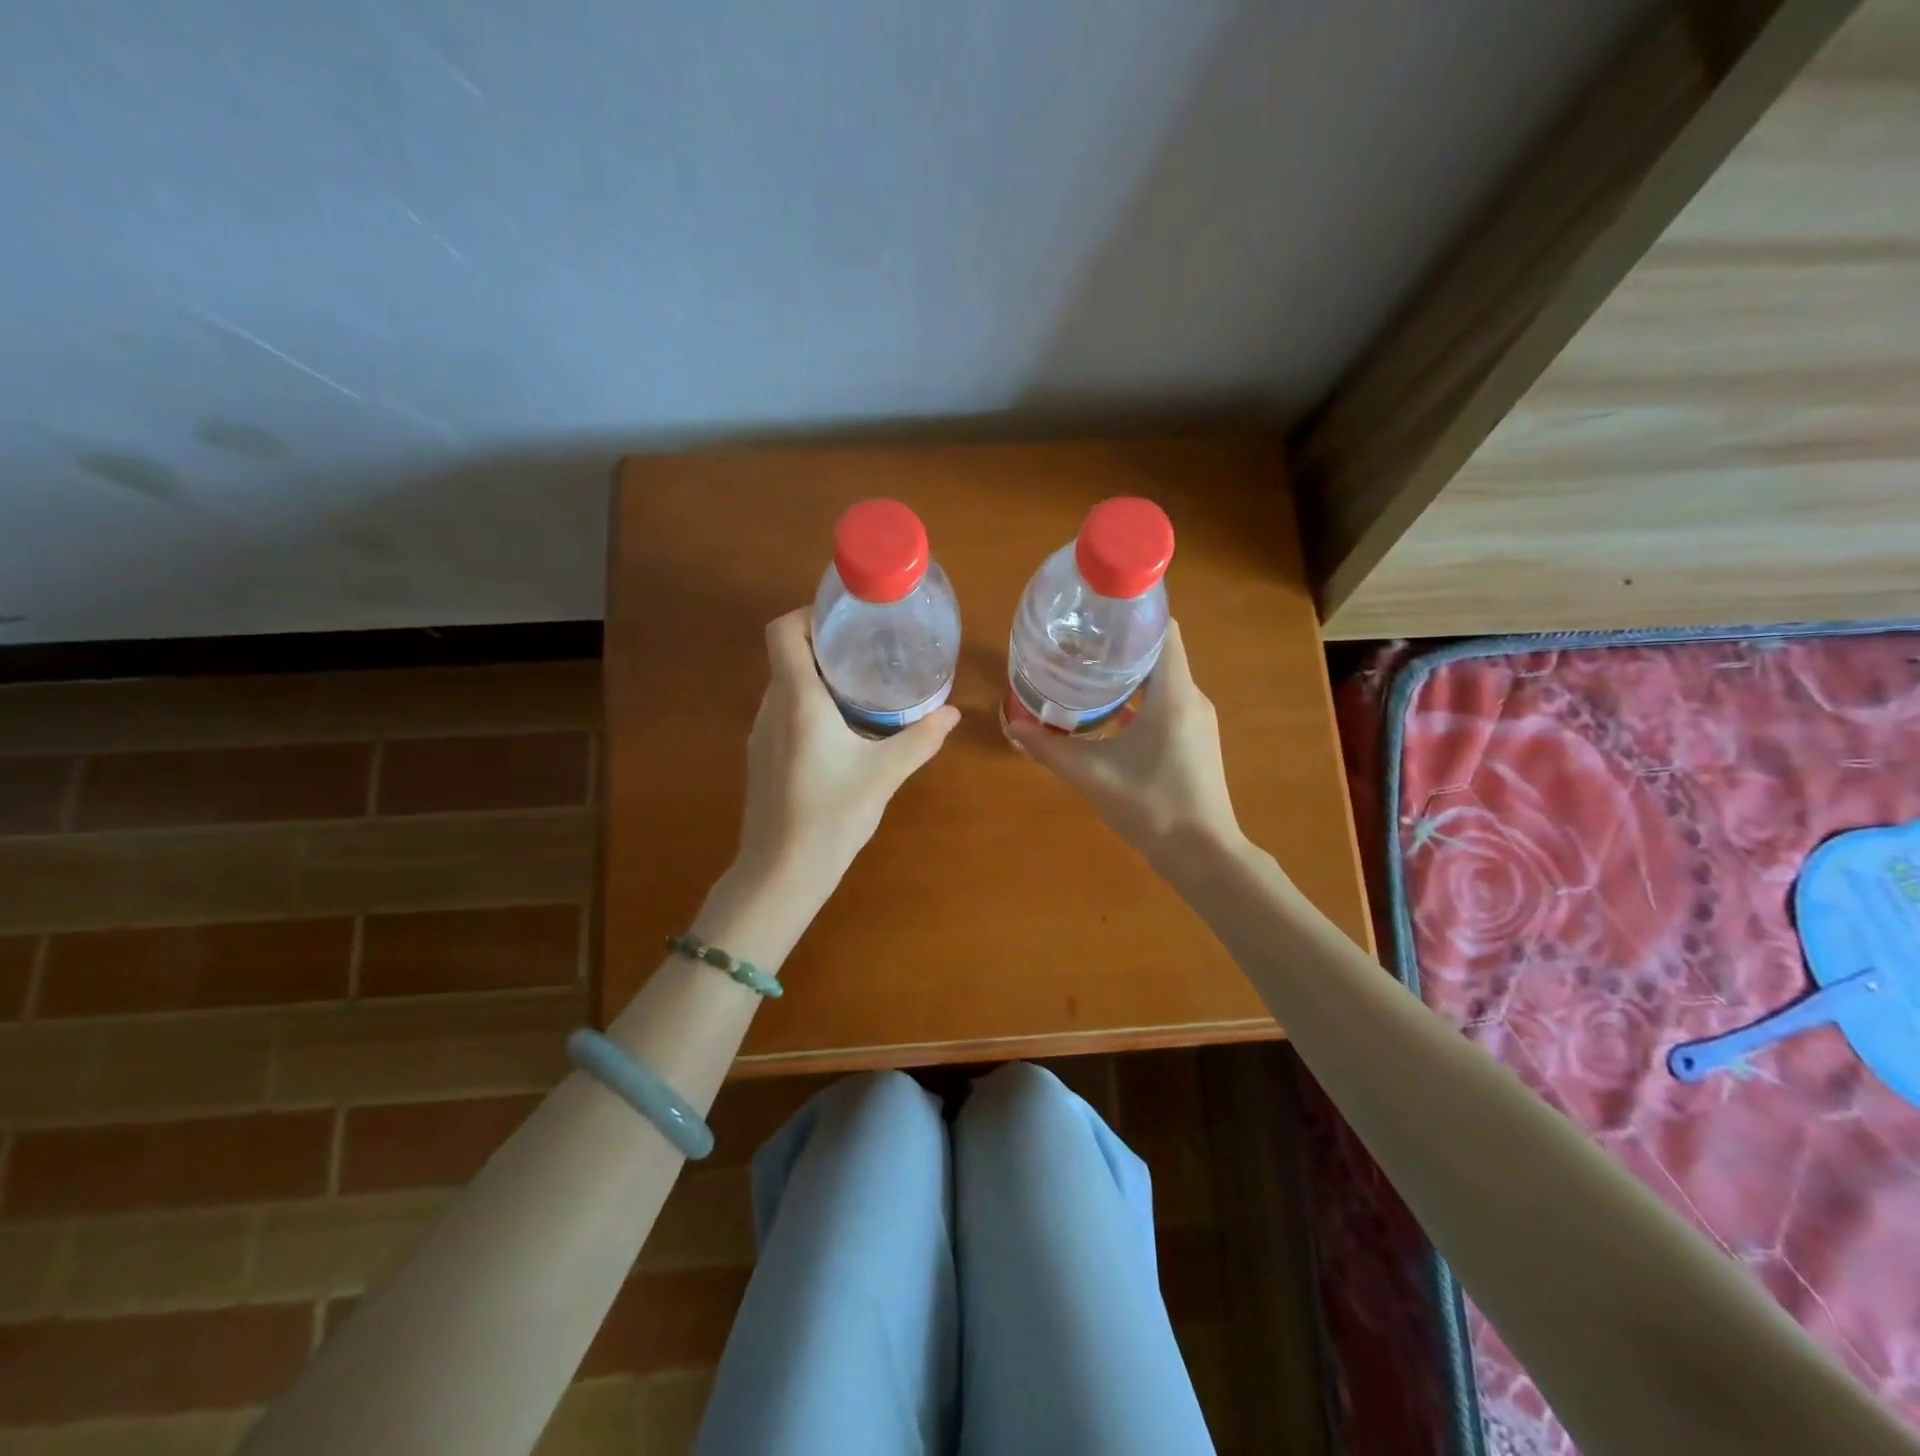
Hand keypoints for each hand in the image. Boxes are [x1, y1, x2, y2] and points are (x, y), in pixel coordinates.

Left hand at [734, 609, 959, 898]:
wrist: (781, 872)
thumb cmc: (832, 815)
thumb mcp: (885, 774)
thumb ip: (920, 739)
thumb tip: (952, 713)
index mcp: (798, 700)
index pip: (783, 632)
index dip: (808, 615)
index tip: (844, 621)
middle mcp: (771, 708)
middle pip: (787, 656)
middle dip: (824, 647)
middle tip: (867, 652)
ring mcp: (761, 734)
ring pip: (785, 687)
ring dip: (817, 679)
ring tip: (860, 688)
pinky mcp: (761, 758)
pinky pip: (783, 714)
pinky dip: (808, 707)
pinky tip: (840, 732)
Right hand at [1006, 621, 1241, 872]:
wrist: (1202, 855)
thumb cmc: (1151, 806)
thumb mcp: (1091, 775)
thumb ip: (1049, 749)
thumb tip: (1013, 725)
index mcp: (1173, 693)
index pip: (1162, 629)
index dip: (1132, 613)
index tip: (1094, 612)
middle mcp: (1191, 697)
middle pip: (1158, 651)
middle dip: (1119, 643)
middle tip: (1076, 642)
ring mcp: (1197, 719)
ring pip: (1162, 678)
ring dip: (1128, 672)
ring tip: (1085, 671)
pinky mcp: (1195, 739)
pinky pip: (1166, 701)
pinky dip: (1138, 697)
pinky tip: (1107, 712)